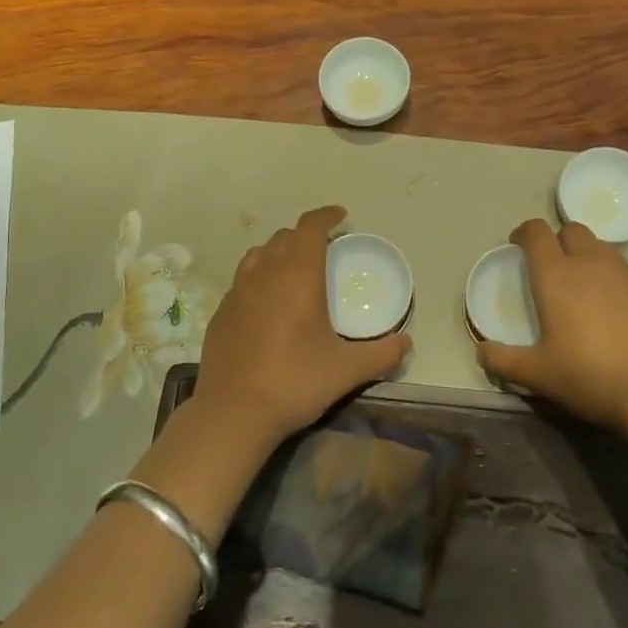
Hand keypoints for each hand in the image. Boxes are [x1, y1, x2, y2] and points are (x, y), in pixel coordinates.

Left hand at [197, 206, 410, 445]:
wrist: (234, 412)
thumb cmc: (295, 381)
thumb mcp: (347, 370)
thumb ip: (381, 354)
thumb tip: (406, 343)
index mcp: (298, 275)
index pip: (310, 227)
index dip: (326, 215)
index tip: (341, 216)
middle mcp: (265, 273)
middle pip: (285, 237)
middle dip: (306, 235)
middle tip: (325, 250)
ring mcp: (238, 291)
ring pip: (259, 254)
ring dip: (279, 252)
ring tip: (294, 270)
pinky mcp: (221, 312)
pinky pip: (243, 280)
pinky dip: (259, 278)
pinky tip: (267, 305)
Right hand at [476, 219, 627, 429]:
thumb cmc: (589, 375)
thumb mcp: (537, 374)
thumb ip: (503, 361)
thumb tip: (480, 352)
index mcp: (556, 275)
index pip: (536, 232)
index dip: (524, 233)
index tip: (518, 245)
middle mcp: (590, 264)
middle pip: (572, 230)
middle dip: (558, 240)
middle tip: (552, 266)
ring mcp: (626, 274)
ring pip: (602, 247)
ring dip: (588, 256)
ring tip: (584, 285)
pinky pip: (627, 272)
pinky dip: (615, 280)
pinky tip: (617, 310)